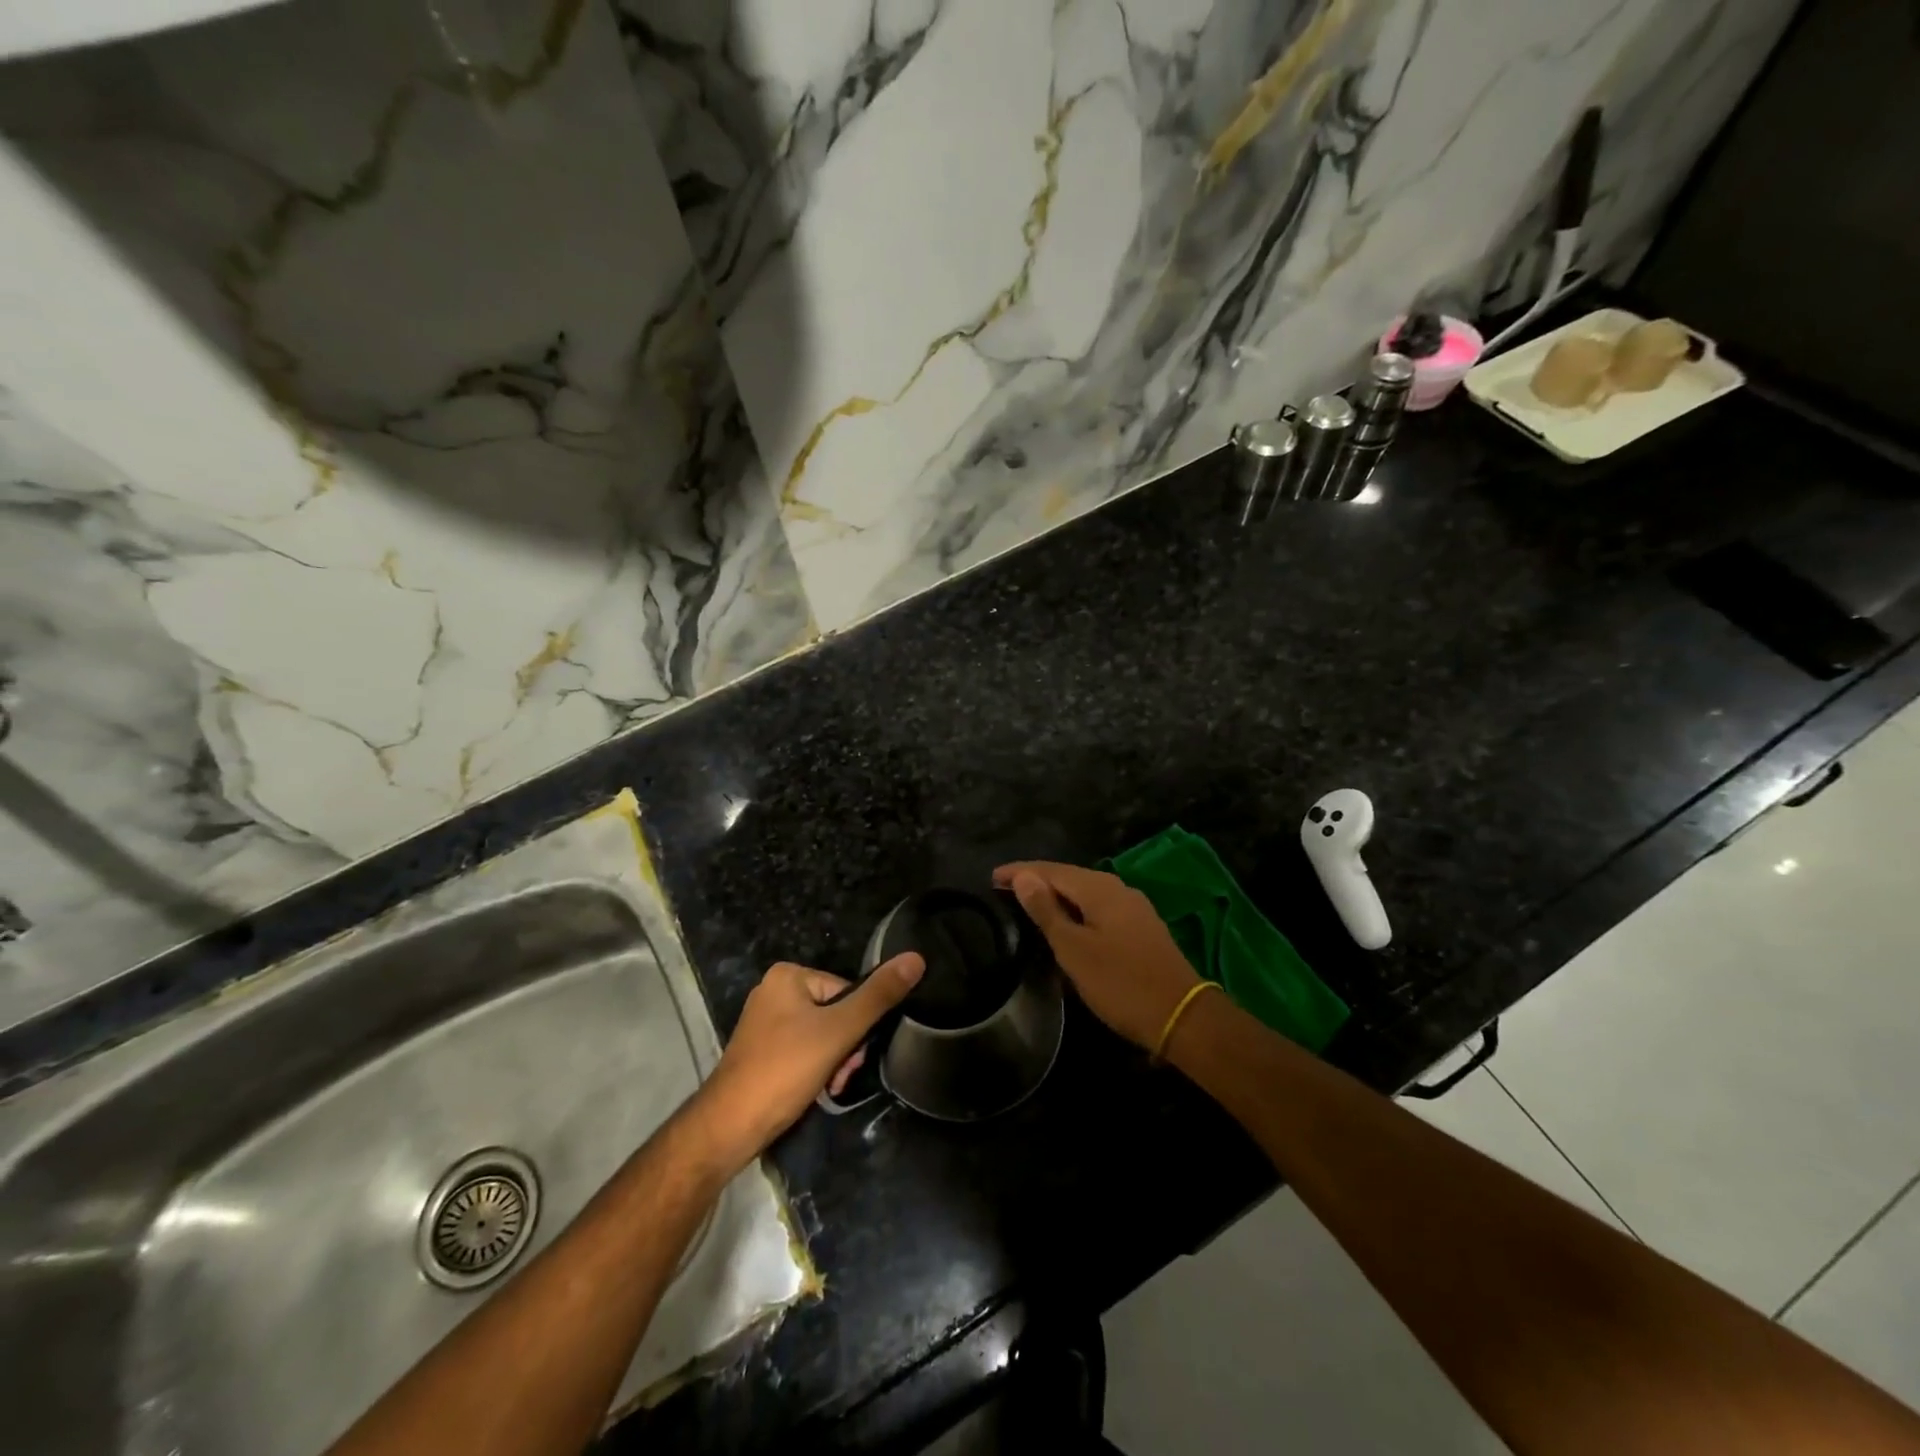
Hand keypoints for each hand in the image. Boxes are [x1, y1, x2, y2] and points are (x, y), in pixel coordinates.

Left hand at [693, 954, 924, 1171]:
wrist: (729, 1126)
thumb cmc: (784, 1069)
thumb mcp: (839, 1031)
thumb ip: (878, 996)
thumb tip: (915, 958)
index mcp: (788, 975)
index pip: (846, 992)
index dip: (856, 1026)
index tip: (850, 1057)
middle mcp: (774, 991)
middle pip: (834, 1012)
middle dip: (845, 1048)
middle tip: (838, 1077)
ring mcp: (765, 1022)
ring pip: (821, 1034)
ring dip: (833, 1062)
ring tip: (827, 1088)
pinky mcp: (762, 1050)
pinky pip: (803, 1049)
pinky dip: (814, 1069)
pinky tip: (813, 1091)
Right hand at [994, 861, 1199, 1051]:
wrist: (1182, 1016)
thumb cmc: (1120, 983)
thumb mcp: (1074, 949)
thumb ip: (1047, 911)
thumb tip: (1024, 877)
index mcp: (1099, 888)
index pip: (1051, 870)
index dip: (1020, 872)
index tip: (991, 878)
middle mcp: (1118, 889)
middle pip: (1069, 877)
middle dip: (1037, 881)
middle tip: (1005, 891)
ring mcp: (1133, 908)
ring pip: (1085, 893)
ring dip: (1056, 897)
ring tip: (1029, 906)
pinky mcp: (1141, 928)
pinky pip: (1098, 908)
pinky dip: (1075, 911)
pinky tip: (1066, 924)